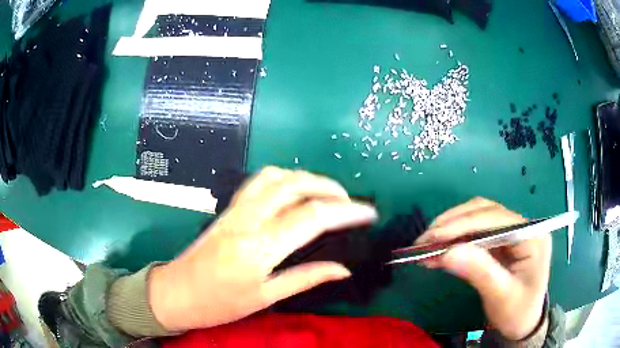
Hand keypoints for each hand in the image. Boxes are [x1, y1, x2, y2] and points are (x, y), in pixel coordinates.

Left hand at [148, 167, 377, 331]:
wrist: (177, 292)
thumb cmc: (219, 304)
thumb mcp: (265, 297)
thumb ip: (306, 278)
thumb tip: (343, 269)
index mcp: (259, 248)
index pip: (312, 217)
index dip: (346, 212)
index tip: (368, 213)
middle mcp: (247, 219)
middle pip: (295, 185)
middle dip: (329, 187)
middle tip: (349, 202)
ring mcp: (235, 209)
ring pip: (275, 176)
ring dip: (306, 178)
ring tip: (326, 194)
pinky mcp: (227, 208)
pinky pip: (258, 181)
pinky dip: (283, 179)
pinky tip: (293, 192)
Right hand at [416, 197, 549, 340]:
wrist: (523, 323)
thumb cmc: (517, 312)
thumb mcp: (501, 296)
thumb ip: (479, 272)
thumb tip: (447, 252)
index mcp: (532, 235)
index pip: (496, 218)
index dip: (464, 224)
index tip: (434, 236)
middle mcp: (522, 226)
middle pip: (485, 211)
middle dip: (453, 223)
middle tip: (424, 240)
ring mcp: (511, 232)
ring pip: (477, 217)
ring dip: (451, 228)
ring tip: (426, 243)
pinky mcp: (500, 242)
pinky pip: (475, 233)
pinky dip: (455, 239)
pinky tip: (439, 249)